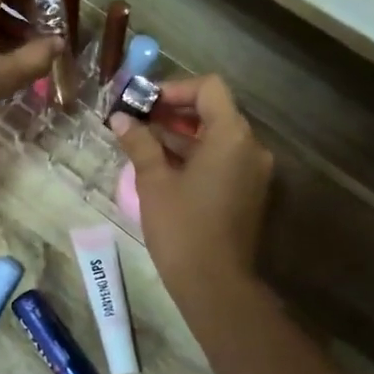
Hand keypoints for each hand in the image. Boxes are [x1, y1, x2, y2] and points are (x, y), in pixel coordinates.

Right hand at [110, 75, 273, 300]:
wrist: (215, 285)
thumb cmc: (182, 228)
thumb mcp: (154, 181)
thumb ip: (139, 142)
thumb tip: (120, 118)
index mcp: (232, 136)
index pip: (208, 88)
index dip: (175, 88)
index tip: (144, 102)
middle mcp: (250, 146)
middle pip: (214, 110)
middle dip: (174, 110)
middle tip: (137, 119)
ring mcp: (253, 170)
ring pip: (217, 135)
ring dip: (182, 133)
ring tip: (143, 140)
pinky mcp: (248, 190)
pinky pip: (222, 158)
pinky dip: (195, 153)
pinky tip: (162, 164)